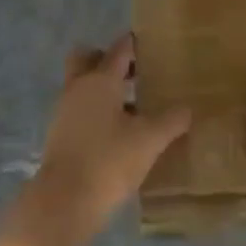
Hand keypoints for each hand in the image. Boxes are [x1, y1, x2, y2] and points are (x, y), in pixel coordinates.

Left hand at [19, 37, 190, 245]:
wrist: (63, 202)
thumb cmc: (108, 161)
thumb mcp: (149, 141)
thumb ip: (171, 121)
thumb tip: (188, 108)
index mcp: (100, 79)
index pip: (119, 49)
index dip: (134, 43)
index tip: (150, 44)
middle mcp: (78, 87)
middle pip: (87, 58)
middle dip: (106, 60)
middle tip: (133, 73)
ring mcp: (64, 111)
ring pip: (82, 85)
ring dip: (102, 89)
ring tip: (133, 107)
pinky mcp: (58, 135)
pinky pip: (78, 110)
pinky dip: (94, 112)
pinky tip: (116, 133)